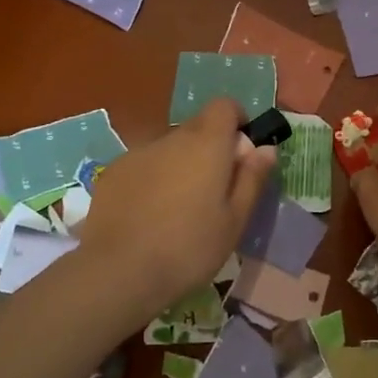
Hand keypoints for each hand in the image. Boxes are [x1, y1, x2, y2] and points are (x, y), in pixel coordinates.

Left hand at [75, 98, 276, 317]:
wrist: (119, 272)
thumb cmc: (189, 248)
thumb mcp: (234, 221)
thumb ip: (251, 179)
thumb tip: (265, 148)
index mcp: (206, 144)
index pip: (224, 106)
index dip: (236, 122)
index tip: (241, 154)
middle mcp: (171, 138)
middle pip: (197, 126)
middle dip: (211, 148)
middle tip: (215, 191)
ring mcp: (137, 153)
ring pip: (169, 148)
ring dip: (180, 165)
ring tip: (179, 209)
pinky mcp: (112, 173)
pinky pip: (143, 165)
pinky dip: (152, 179)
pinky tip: (148, 215)